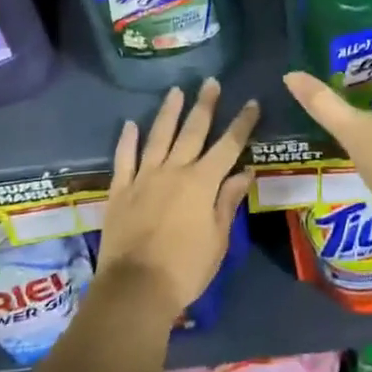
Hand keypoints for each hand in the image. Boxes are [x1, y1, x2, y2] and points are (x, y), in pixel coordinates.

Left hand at [97, 79, 259, 322]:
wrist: (135, 289)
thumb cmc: (186, 269)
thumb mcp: (218, 239)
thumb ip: (228, 201)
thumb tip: (244, 172)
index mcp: (202, 183)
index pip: (228, 146)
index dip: (241, 123)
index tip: (251, 102)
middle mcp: (174, 171)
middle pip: (192, 131)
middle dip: (205, 105)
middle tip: (211, 82)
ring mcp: (144, 177)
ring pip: (158, 136)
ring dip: (168, 112)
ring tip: (176, 91)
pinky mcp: (120, 190)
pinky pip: (124, 158)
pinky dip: (127, 140)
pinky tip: (130, 124)